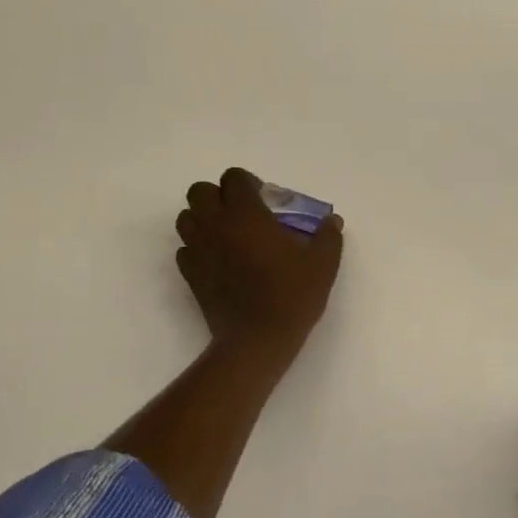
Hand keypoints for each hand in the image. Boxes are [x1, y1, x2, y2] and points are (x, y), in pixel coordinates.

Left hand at [176, 168, 344, 361]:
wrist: (257, 340)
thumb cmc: (291, 295)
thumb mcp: (322, 264)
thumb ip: (328, 236)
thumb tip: (332, 221)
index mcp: (246, 214)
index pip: (233, 177)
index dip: (247, 183)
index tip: (265, 200)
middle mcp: (216, 225)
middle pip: (199, 191)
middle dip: (218, 196)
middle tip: (241, 214)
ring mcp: (198, 250)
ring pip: (186, 218)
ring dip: (203, 219)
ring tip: (227, 235)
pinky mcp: (190, 275)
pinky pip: (184, 249)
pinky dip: (197, 248)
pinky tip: (218, 261)